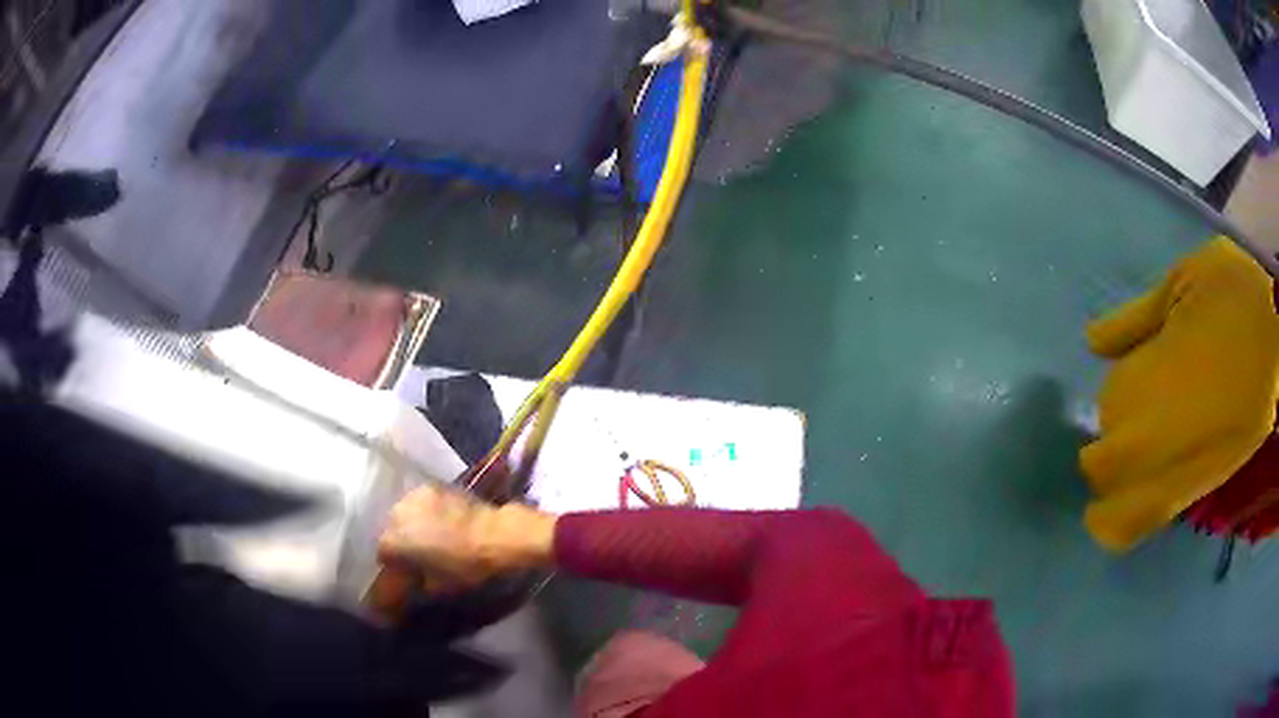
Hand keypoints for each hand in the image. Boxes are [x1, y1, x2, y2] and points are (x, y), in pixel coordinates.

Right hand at [377, 484, 556, 588]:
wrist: (496, 536)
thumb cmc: (464, 568)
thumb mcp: (436, 588)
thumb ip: (414, 586)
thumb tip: (407, 589)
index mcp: (391, 541)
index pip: (384, 557)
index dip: (396, 568)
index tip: (408, 574)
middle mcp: (395, 514)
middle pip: (392, 531)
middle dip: (403, 543)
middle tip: (420, 555)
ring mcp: (413, 496)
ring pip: (406, 514)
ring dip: (413, 524)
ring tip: (433, 536)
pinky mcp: (434, 486)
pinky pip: (423, 503)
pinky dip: (428, 512)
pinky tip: (443, 522)